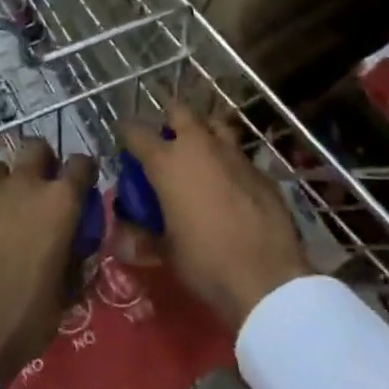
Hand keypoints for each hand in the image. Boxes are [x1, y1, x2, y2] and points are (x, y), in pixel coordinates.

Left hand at [0, 138, 95, 385]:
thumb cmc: (28, 316)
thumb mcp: (67, 293)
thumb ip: (74, 259)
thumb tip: (75, 248)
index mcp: (59, 203)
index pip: (82, 163)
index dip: (85, 171)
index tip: (85, 186)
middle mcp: (25, 188)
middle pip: (36, 148)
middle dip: (44, 161)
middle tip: (45, 187)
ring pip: (1, 167)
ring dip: (10, 180)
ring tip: (12, 207)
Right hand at [119, 103, 309, 329]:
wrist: (266, 277)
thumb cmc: (205, 261)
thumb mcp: (166, 250)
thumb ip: (145, 232)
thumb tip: (127, 232)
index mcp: (167, 163)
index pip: (135, 131)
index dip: (125, 131)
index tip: (122, 136)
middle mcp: (199, 146)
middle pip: (179, 111)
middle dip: (169, 120)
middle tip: (166, 142)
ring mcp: (233, 154)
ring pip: (214, 125)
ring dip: (203, 133)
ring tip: (200, 155)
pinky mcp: (259, 169)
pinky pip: (238, 154)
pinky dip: (228, 162)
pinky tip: (231, 185)